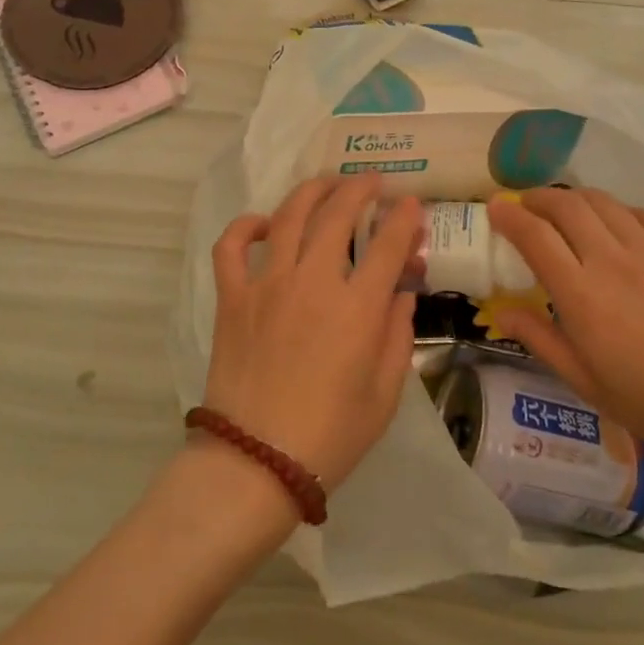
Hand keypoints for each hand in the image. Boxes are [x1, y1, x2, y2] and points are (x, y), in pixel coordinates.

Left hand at [205, 175, 423, 492]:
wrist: (256, 462)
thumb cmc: (331, 435)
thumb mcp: (384, 394)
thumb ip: (397, 336)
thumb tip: (401, 293)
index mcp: (356, 308)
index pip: (388, 245)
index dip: (404, 218)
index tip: (412, 203)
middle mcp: (312, 282)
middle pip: (337, 215)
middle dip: (359, 190)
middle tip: (372, 182)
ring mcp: (267, 285)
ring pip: (288, 217)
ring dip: (311, 192)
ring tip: (326, 184)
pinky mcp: (232, 298)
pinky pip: (232, 247)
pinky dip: (245, 226)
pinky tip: (263, 223)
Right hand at [487, 188, 643, 491]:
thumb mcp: (589, 385)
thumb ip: (541, 340)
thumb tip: (501, 311)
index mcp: (583, 296)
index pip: (535, 235)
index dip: (509, 214)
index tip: (496, 207)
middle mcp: (614, 260)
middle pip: (567, 204)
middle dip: (538, 197)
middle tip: (526, 205)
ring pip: (604, 202)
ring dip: (575, 199)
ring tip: (566, 211)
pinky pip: (643, 214)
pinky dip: (618, 213)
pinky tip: (618, 228)